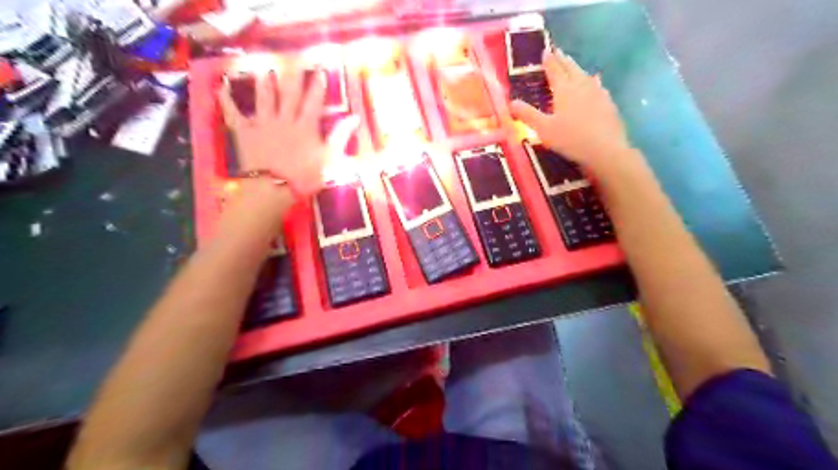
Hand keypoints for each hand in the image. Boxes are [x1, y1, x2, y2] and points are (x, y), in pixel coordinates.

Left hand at [218, 66, 357, 197]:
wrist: (272, 188)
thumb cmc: (304, 176)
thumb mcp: (329, 158)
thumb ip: (340, 137)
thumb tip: (354, 117)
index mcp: (305, 126)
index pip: (313, 102)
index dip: (317, 86)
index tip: (320, 71)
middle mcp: (284, 119)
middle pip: (289, 94)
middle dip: (293, 77)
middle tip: (293, 60)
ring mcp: (262, 124)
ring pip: (264, 98)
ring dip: (265, 83)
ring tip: (266, 70)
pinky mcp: (245, 133)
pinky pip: (234, 113)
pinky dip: (227, 100)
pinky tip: (222, 86)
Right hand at [511, 47, 635, 172]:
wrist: (605, 149)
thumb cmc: (570, 139)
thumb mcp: (544, 129)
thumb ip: (528, 115)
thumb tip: (511, 103)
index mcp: (564, 90)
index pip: (554, 70)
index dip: (549, 61)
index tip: (545, 51)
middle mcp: (581, 86)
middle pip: (571, 68)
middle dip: (563, 60)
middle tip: (558, 51)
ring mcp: (597, 93)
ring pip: (585, 75)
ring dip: (577, 68)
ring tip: (573, 63)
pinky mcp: (608, 103)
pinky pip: (598, 85)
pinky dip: (593, 80)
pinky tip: (596, 81)